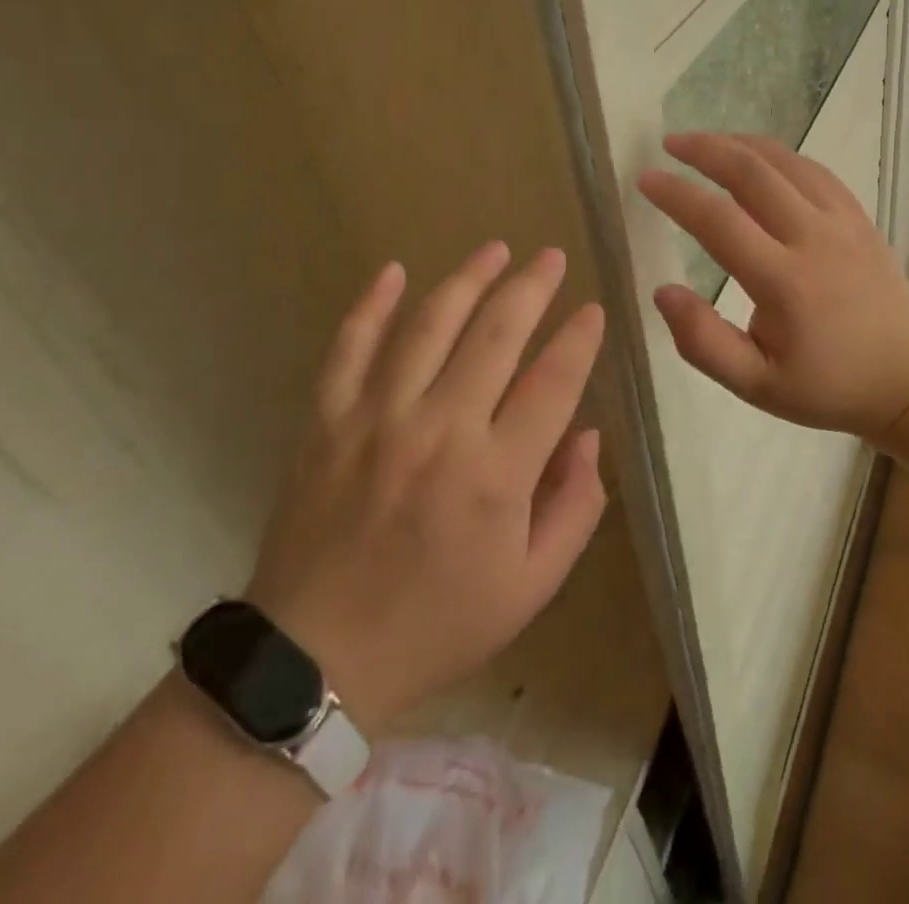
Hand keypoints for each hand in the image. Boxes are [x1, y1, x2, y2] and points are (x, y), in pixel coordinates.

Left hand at [245, 244, 607, 730]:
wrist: (314, 661)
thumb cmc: (438, 623)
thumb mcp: (532, 586)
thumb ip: (576, 507)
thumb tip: (589, 435)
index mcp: (497, 474)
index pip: (553, 381)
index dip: (580, 339)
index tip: (594, 310)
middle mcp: (441, 430)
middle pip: (496, 334)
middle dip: (531, 287)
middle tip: (551, 256)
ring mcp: (378, 419)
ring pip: (429, 326)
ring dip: (466, 279)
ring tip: (495, 249)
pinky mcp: (328, 421)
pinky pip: (349, 348)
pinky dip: (370, 305)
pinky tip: (393, 271)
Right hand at [637, 133, 908, 440]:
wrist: (908, 378)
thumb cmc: (827, 386)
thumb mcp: (757, 385)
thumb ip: (704, 342)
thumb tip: (662, 291)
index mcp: (785, 283)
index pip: (719, 221)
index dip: (677, 195)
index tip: (646, 179)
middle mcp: (814, 239)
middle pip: (752, 173)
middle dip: (705, 150)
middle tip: (670, 144)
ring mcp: (843, 222)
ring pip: (786, 162)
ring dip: (740, 144)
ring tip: (706, 143)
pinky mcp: (859, 217)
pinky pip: (815, 171)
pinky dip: (779, 155)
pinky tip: (759, 158)